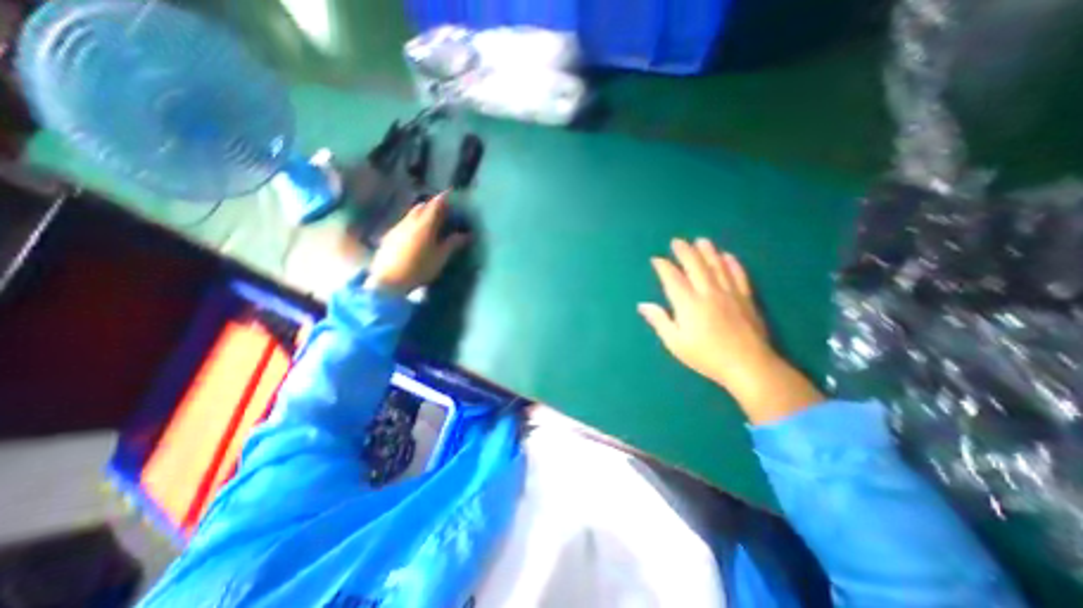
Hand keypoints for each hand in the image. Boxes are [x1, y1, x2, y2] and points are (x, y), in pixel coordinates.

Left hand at [365, 190, 466, 292]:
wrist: (389, 281)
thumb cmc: (420, 268)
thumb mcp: (441, 257)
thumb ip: (453, 243)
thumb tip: (466, 234)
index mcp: (425, 224)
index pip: (436, 204)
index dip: (444, 198)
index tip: (451, 194)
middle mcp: (410, 221)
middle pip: (422, 206)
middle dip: (432, 205)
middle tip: (443, 211)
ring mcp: (397, 228)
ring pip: (411, 214)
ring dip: (421, 214)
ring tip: (430, 223)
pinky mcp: (389, 236)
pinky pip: (404, 223)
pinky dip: (412, 223)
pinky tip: (415, 236)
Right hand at [636, 238, 825, 422]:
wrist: (748, 366)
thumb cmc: (706, 356)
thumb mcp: (675, 343)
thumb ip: (659, 321)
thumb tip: (642, 305)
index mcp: (688, 304)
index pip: (673, 279)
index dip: (663, 267)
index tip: (656, 259)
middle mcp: (708, 292)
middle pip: (695, 266)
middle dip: (685, 252)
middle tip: (677, 241)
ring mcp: (729, 293)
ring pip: (717, 266)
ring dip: (708, 252)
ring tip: (701, 241)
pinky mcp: (746, 298)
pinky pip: (739, 275)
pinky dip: (733, 264)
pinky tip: (728, 256)